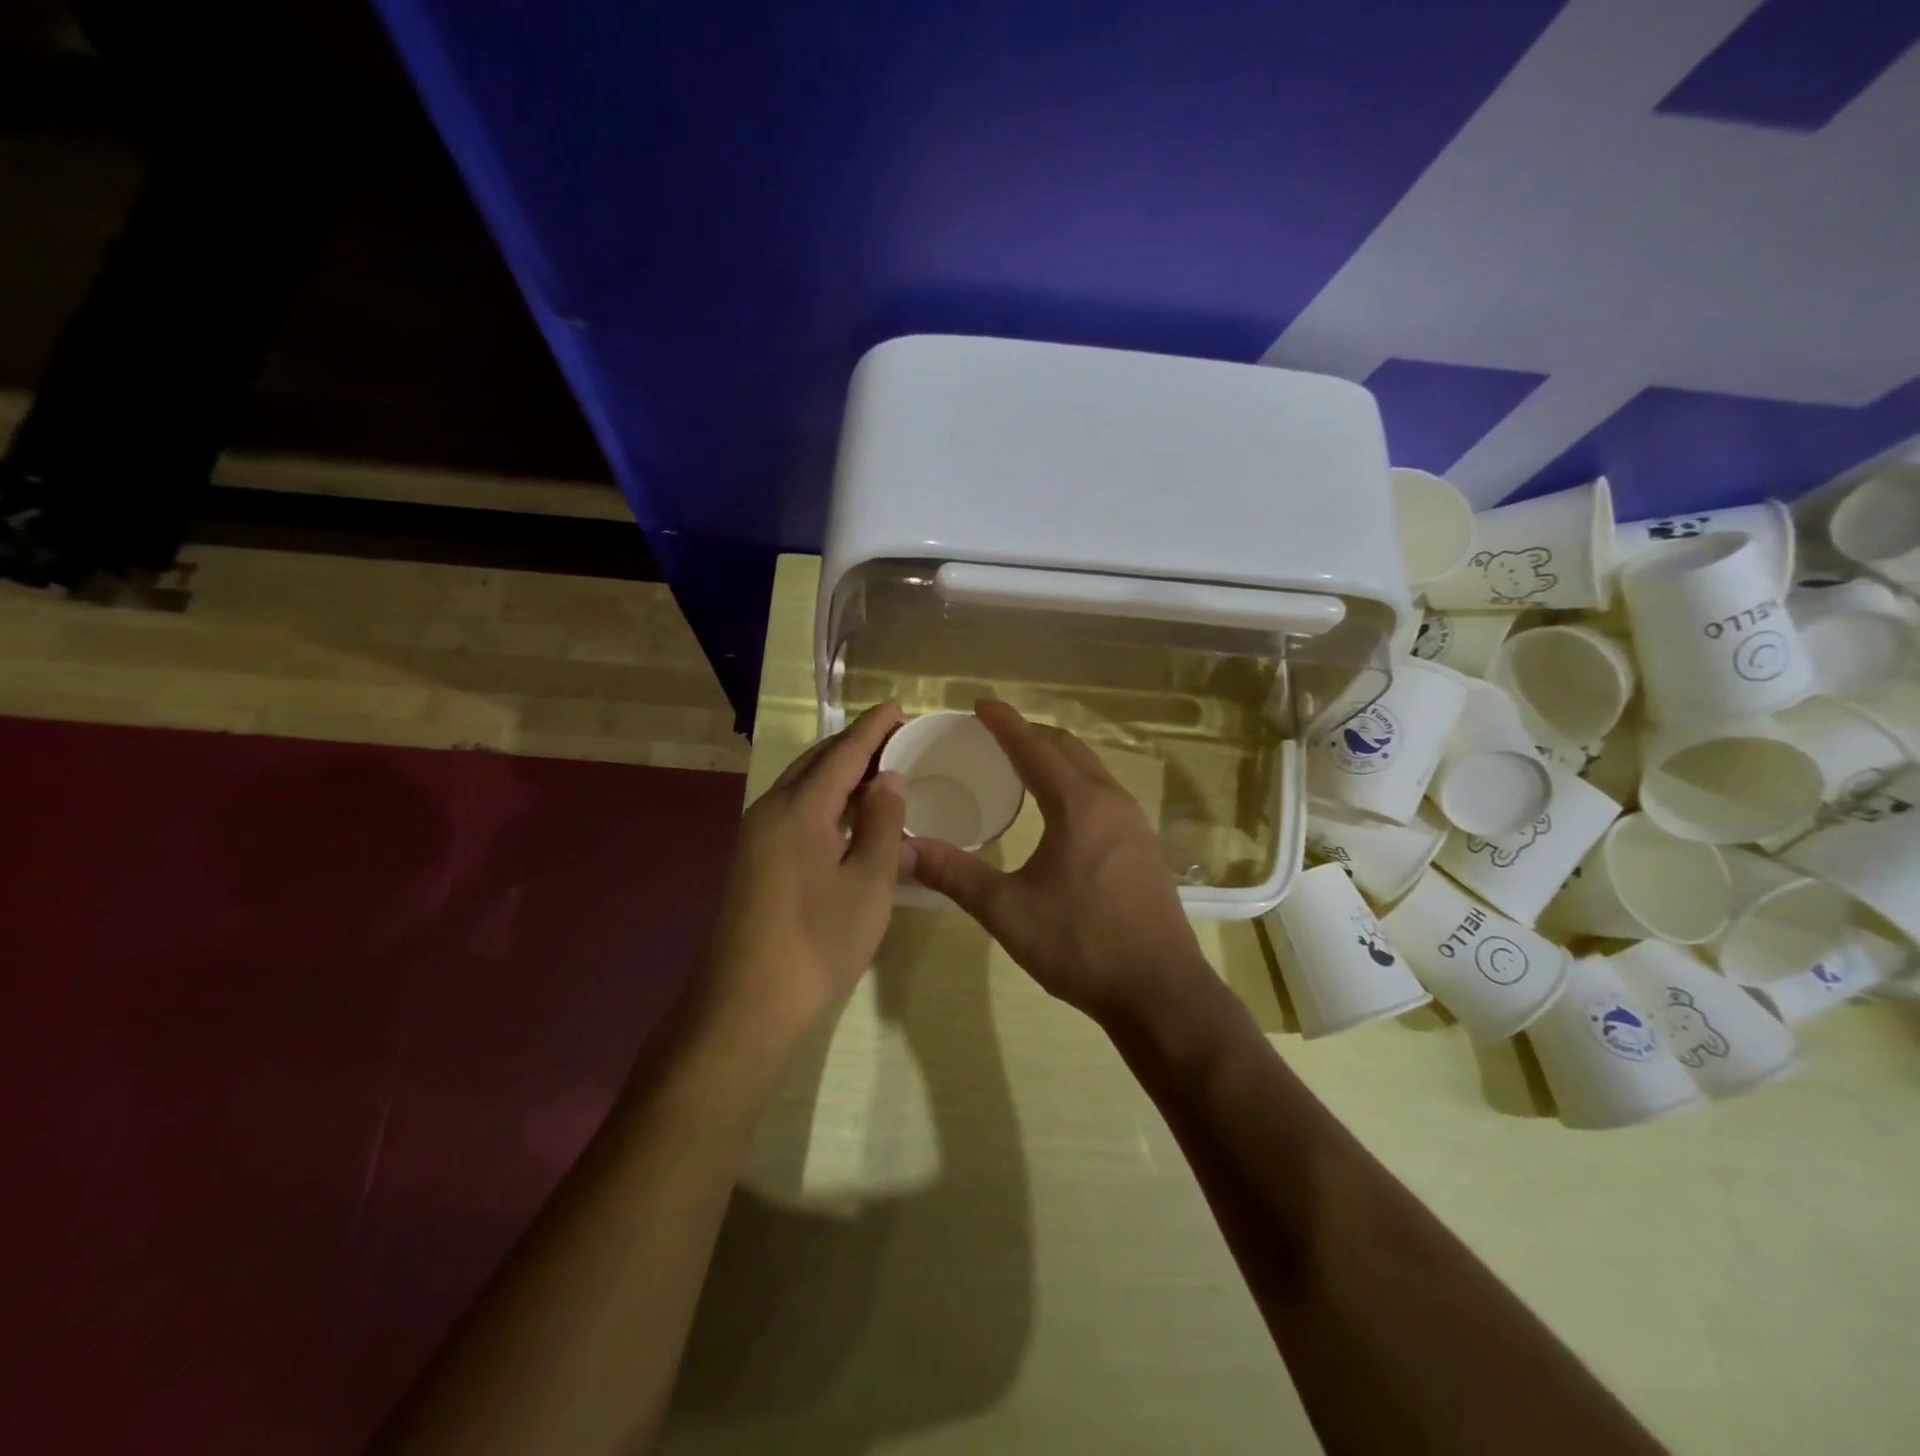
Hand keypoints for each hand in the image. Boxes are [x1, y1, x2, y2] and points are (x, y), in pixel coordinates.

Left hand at [699, 702, 908, 1042]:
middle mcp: (770, 810)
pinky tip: (845, 817)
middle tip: (894, 737)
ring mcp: (754, 836)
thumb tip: (888, 779)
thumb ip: (883, 825)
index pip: (843, 753)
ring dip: (838, 772)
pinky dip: (823, 800)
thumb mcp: (868, 884)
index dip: (874, 728)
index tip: (898, 706)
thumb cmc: (817, 943)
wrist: (743, 1006)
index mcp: (800, 809)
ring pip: (802, 786)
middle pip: (817, 762)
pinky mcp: (750, 861)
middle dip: (855, 745)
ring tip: (876, 771)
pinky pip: (792, 810)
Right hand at [907, 700, 1211, 1027]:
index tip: (980, 704)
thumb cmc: (1080, 944)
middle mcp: (1111, 800)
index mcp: (1077, 804)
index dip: (1004, 723)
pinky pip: (1105, 793)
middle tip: (996, 733)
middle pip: (1068, 748)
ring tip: (1025, 763)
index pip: (1034, 747)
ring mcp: (1135, 823)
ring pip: (1092, 770)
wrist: (1159, 991)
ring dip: (1058, 757)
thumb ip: (954, 874)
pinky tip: (1062, 810)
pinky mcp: (1145, 846)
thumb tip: (904, 848)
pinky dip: (1077, 782)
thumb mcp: (1006, 910)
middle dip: (1031, 734)